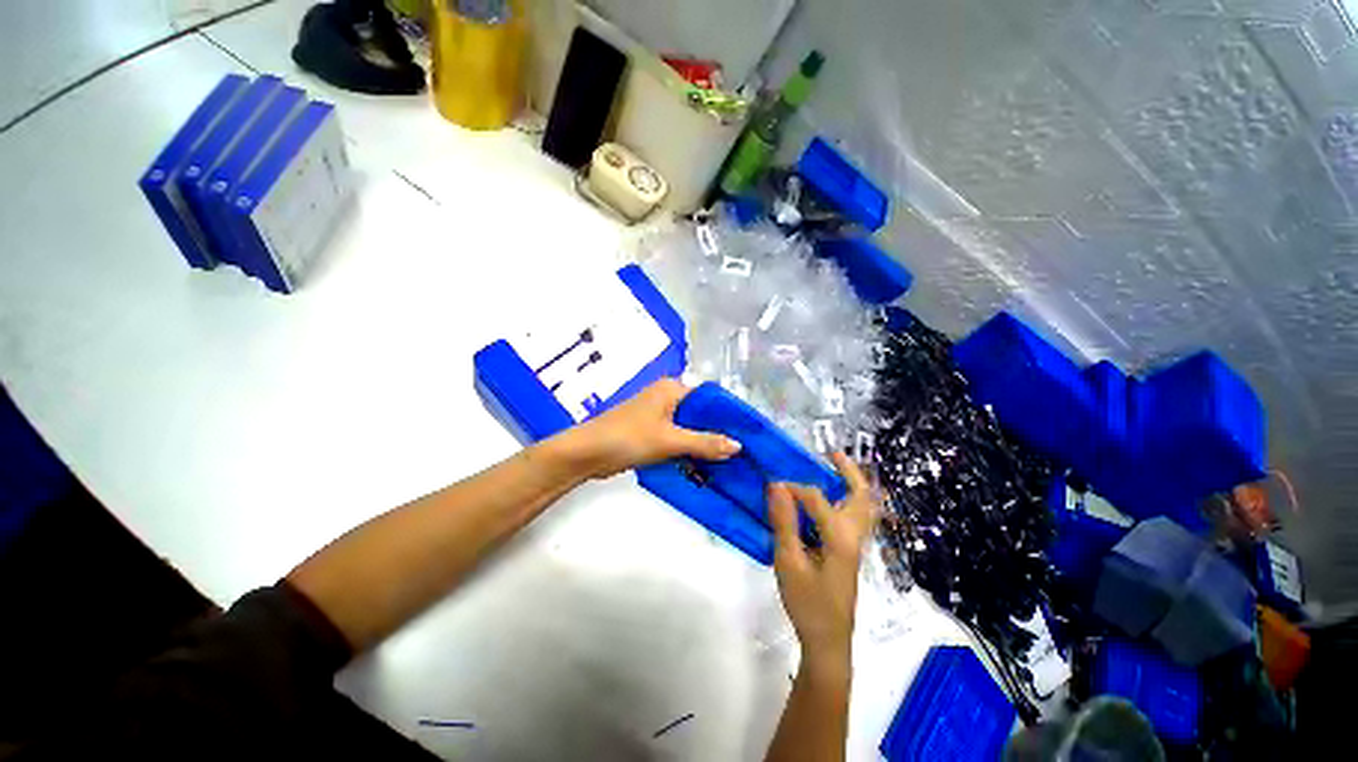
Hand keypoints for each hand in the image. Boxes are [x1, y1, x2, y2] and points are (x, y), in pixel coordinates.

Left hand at [557, 378, 741, 479]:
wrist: (587, 453)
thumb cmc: (628, 437)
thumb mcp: (670, 440)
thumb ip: (704, 442)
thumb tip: (739, 445)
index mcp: (672, 389)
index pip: (710, 398)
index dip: (730, 415)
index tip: (750, 434)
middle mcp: (667, 397)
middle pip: (701, 414)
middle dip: (719, 431)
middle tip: (745, 451)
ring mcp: (658, 415)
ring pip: (690, 427)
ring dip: (705, 442)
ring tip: (733, 460)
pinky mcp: (652, 431)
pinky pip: (678, 437)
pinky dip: (690, 448)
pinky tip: (707, 464)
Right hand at [768, 453, 874, 669]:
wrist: (828, 641)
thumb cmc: (807, 603)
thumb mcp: (788, 562)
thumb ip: (784, 521)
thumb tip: (776, 485)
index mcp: (839, 537)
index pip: (816, 497)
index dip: (792, 487)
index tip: (771, 485)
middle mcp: (853, 535)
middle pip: (861, 495)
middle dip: (849, 470)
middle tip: (831, 452)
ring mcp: (856, 544)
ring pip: (864, 506)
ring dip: (853, 483)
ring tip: (835, 467)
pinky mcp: (851, 552)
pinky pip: (856, 516)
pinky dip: (849, 498)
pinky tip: (832, 497)